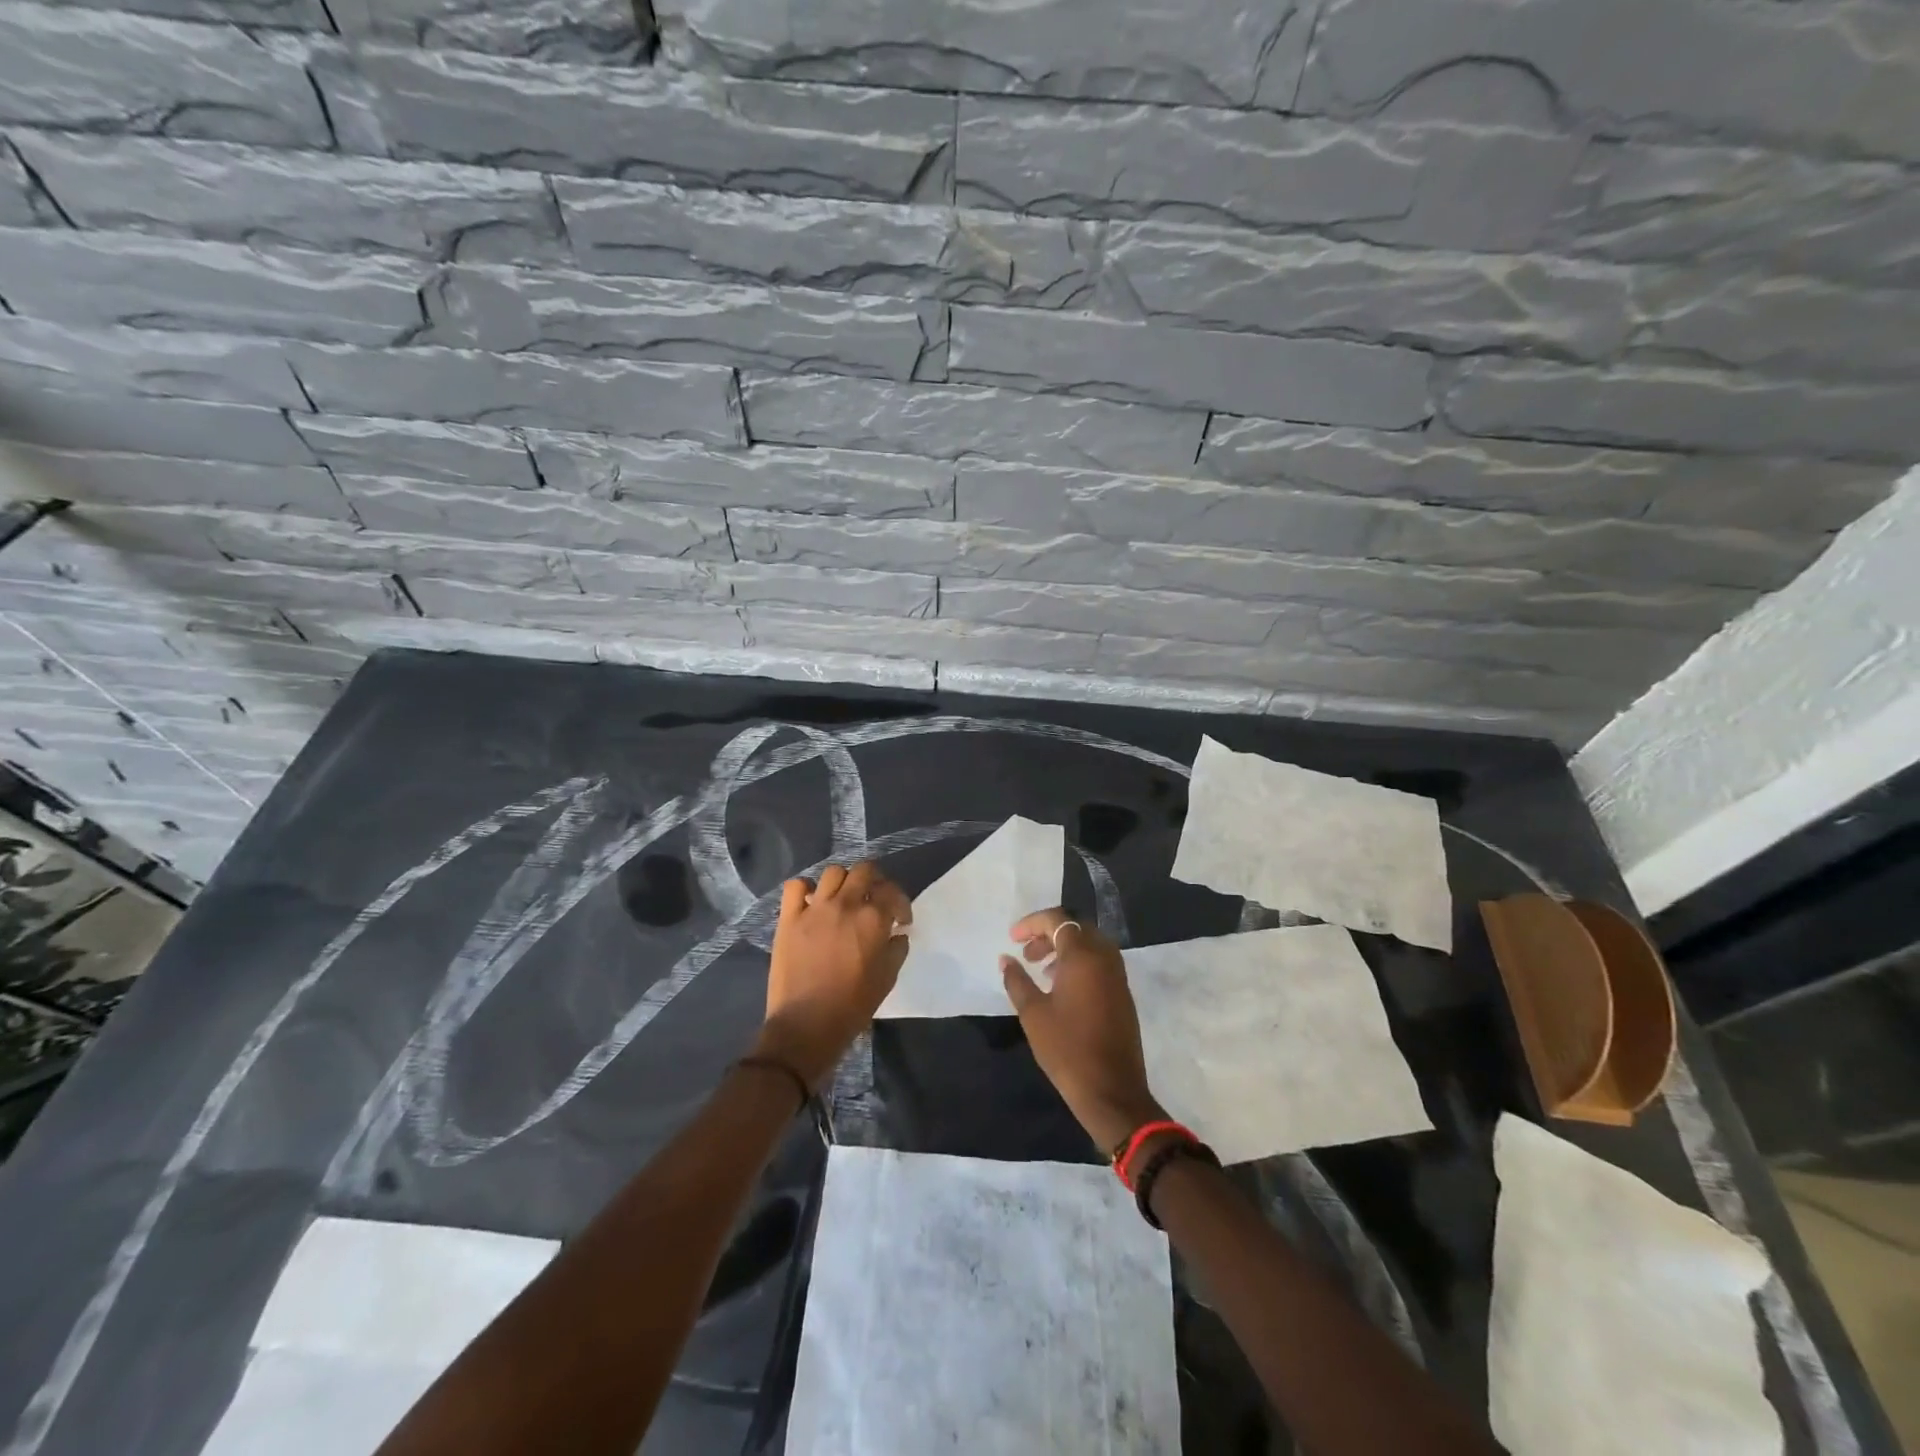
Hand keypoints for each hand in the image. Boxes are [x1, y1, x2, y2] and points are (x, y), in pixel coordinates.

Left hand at [757, 862, 910, 1087]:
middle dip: (875, 882)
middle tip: (875, 899)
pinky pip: (796, 887)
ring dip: (844, 881)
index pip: (893, 892)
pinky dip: (805, 889)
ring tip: (844, 899)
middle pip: (864, 871)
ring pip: (833, 872)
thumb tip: (897, 934)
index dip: (901, 903)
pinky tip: (812, 903)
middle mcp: (845, 905)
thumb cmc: (852, 1006)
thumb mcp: (887, 979)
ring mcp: (814, 909)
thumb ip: (897, 950)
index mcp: (873, 919)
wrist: (806, 1026)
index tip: (900, 919)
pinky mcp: (789, 918)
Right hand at [1001, 908, 1164, 1152]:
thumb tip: (1006, 959)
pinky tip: (1061, 987)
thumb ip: (1017, 980)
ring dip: (1064, 948)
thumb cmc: (1067, 1049)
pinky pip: (1100, 962)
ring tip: (1040, 969)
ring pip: (1090, 944)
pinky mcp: (1123, 993)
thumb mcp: (1033, 1014)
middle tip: (1026, 952)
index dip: (1032, 923)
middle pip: (1076, 928)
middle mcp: (1105, 958)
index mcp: (1084, 956)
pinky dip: (1079, 963)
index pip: (1058, 920)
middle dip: (1048, 934)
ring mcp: (1118, 976)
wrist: (1111, 1091)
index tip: (1013, 938)